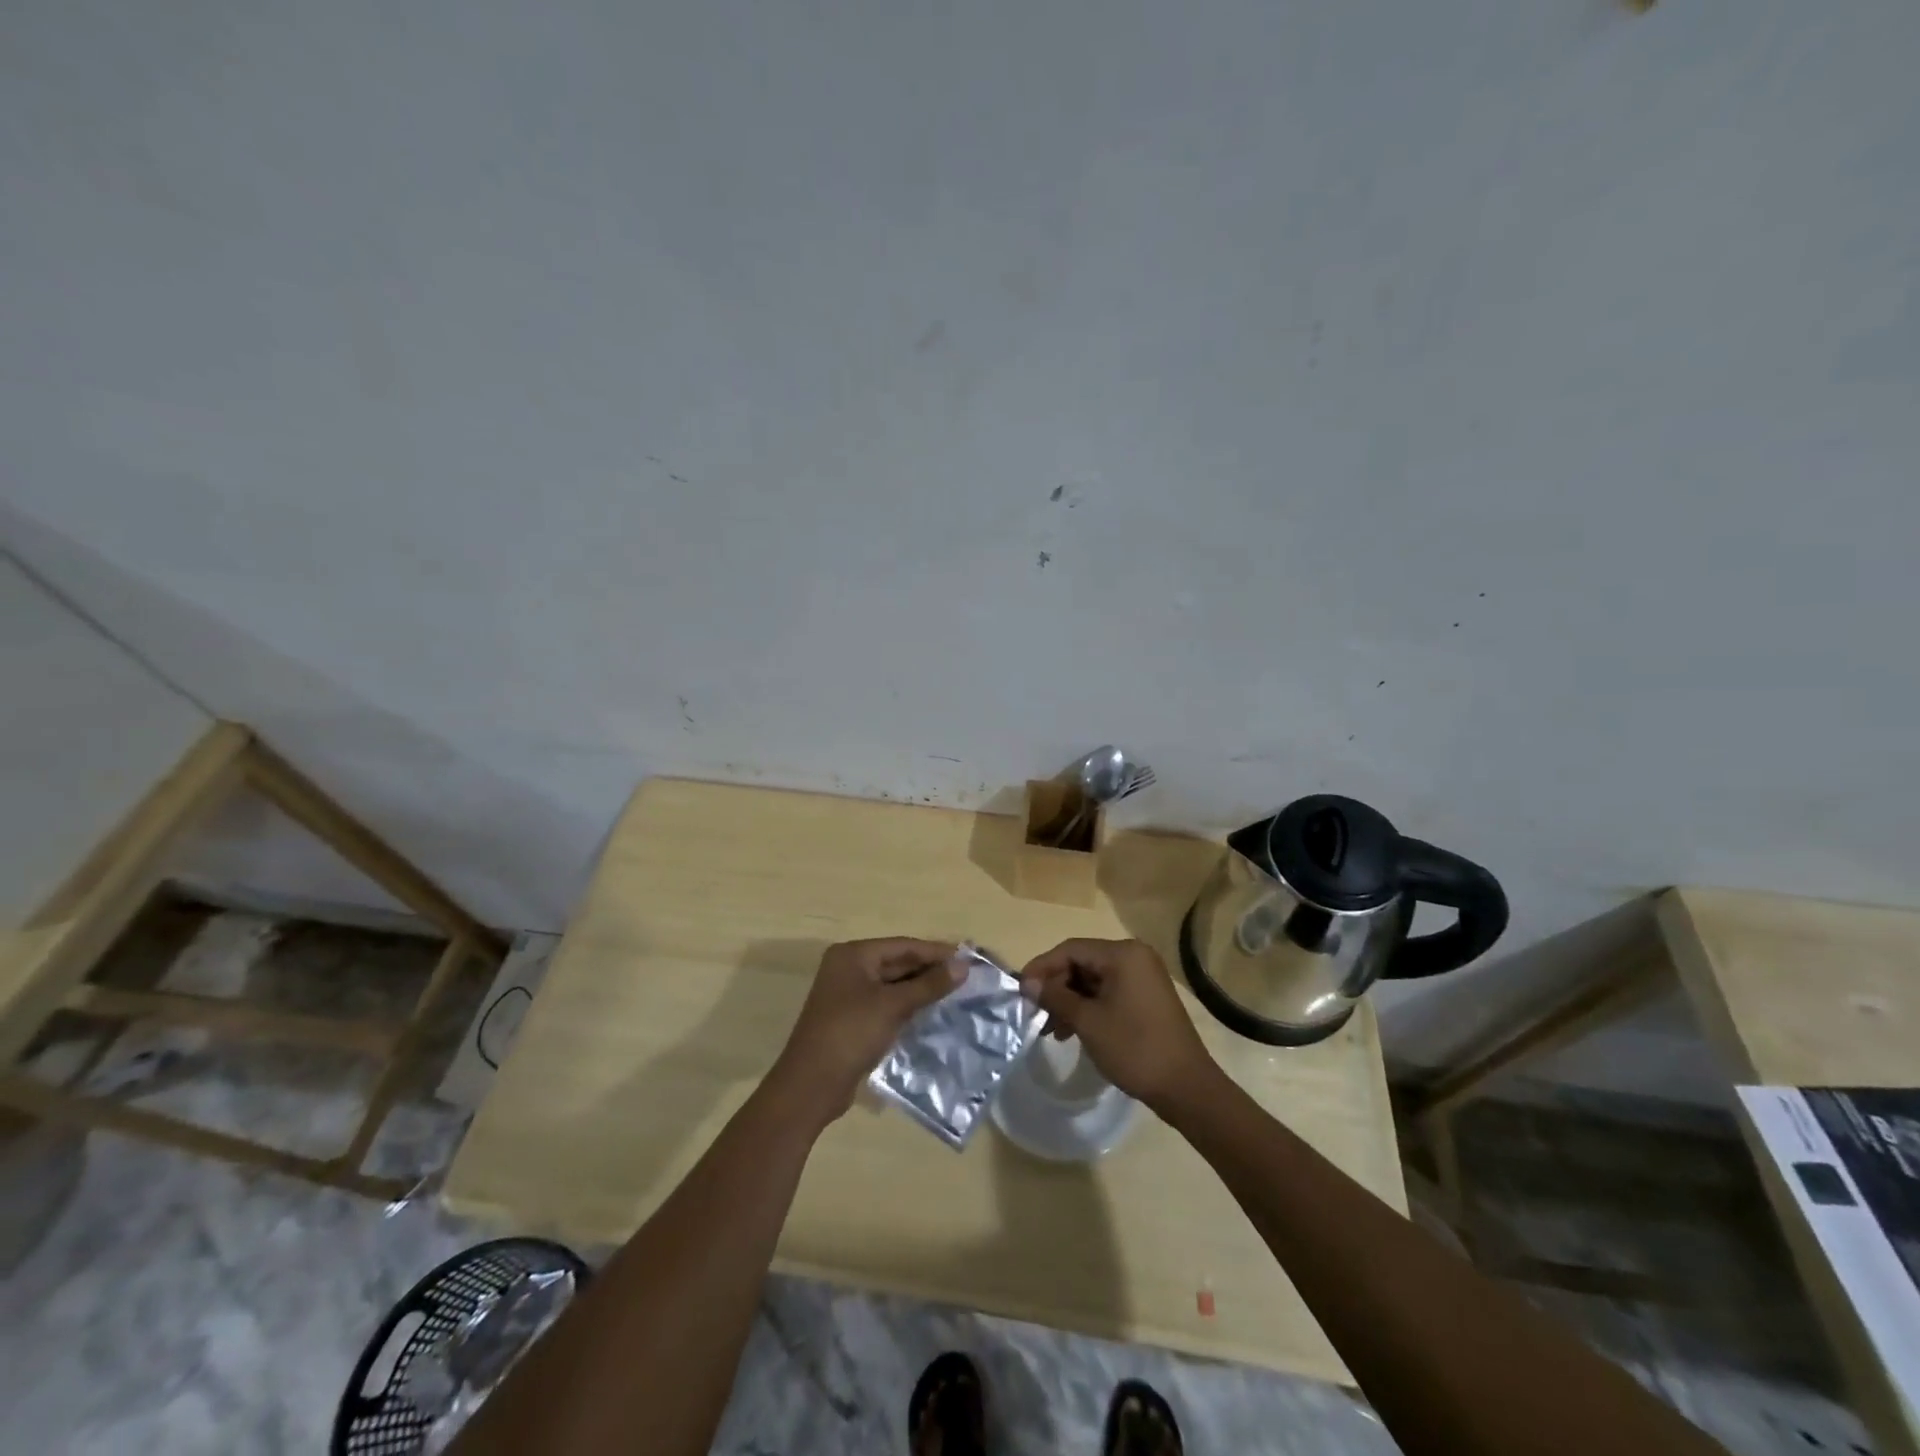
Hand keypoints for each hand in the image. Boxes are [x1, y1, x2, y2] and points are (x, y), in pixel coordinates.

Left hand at [771, 938, 963, 1124]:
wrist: (811, 1085)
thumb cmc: (851, 1033)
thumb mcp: (893, 1006)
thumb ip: (929, 985)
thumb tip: (963, 966)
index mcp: (853, 955)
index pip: (903, 945)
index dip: (936, 952)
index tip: (968, 957)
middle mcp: (849, 968)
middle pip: (897, 963)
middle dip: (930, 970)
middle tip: (966, 976)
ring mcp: (849, 995)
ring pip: (893, 985)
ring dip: (921, 989)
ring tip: (956, 993)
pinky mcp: (853, 1019)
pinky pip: (886, 1004)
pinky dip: (908, 1006)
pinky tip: (931, 1012)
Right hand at [1019, 939, 1217, 1111]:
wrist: (1186, 1088)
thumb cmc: (1134, 1048)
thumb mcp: (1088, 1022)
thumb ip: (1056, 997)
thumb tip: (1028, 983)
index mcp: (1123, 954)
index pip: (1071, 949)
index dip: (1042, 968)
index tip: (1020, 990)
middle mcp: (1135, 957)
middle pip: (1082, 963)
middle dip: (1056, 987)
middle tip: (1036, 1013)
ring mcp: (1143, 978)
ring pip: (1094, 980)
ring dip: (1070, 1001)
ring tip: (1053, 1030)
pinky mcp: (1147, 998)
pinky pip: (1109, 993)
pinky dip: (1089, 1008)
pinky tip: (1074, 1031)